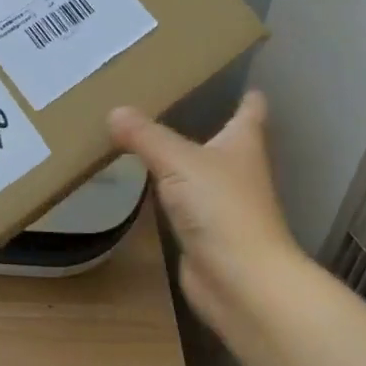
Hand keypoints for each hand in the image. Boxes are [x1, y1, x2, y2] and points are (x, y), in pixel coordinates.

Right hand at [109, 91, 303, 348]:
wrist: (242, 283)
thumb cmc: (222, 209)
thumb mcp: (179, 162)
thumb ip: (146, 136)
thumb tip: (114, 111)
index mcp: (243, 144)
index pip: (250, 112)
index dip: (248, 96)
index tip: (242, 81)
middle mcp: (238, 171)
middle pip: (226, 141)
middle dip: (207, 123)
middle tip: (171, 100)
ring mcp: (223, 205)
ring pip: (201, 173)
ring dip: (183, 159)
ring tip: (149, 136)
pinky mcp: (207, 235)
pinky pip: (184, 203)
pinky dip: (169, 192)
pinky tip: (147, 183)